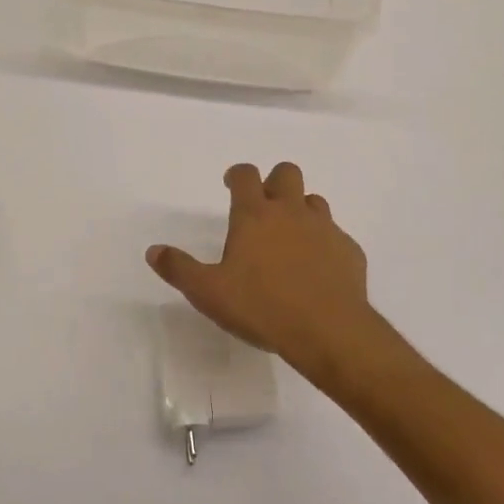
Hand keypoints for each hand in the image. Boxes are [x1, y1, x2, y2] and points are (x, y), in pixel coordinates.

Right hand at [147, 162, 391, 390]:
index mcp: (255, 215)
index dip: (237, 174)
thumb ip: (180, 269)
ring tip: (290, 238)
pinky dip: (324, 243)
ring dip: (301, 210)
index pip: (246, 175)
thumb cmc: (262, 307)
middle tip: (263, 208)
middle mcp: (291, 212)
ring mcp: (325, 229)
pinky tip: (317, 269)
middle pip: (286, 173)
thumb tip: (154, 251)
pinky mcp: (349, 251)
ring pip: (314, 201)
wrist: (329, 330)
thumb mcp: (209, 293)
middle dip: (273, 182)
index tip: (231, 185)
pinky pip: (336, 235)